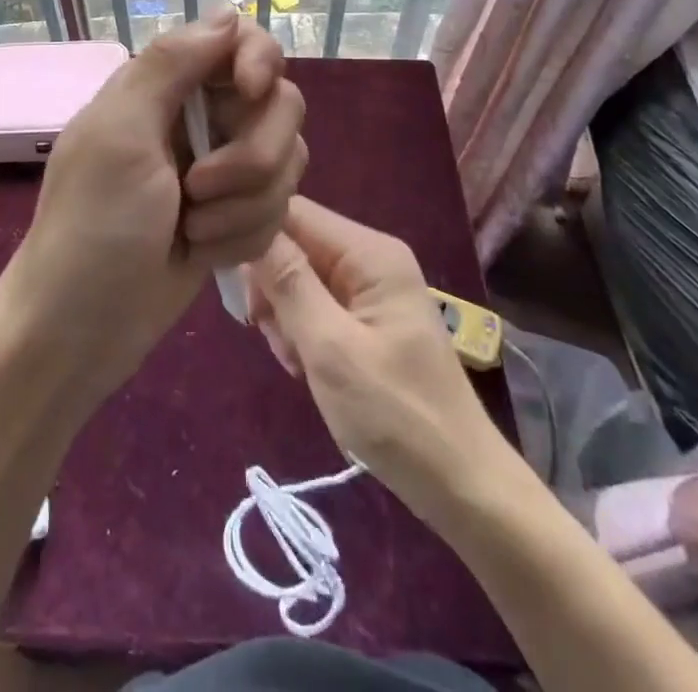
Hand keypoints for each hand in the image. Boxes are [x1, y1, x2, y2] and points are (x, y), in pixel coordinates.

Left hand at [4, 9, 306, 403]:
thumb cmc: (93, 224)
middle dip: (251, 158)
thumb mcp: (120, 133)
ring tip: (194, 231)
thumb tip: (230, 12)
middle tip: (197, 191)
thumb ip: (171, 64)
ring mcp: (223, 169)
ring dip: (245, 205)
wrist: (83, 329)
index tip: (251, 92)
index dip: (258, 60)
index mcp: (165, 86)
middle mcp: (200, 118)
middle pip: (278, 105)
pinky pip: (278, 209)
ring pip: (286, 161)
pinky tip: (203, 253)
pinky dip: (244, 235)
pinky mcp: (237, 215)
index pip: (240, 41)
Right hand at [247, 195, 516, 521]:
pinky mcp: (366, 317)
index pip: (293, 212)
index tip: (237, 285)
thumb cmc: (396, 416)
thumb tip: (250, 227)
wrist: (461, 486)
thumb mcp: (331, 349)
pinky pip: (315, 305)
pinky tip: (306, 367)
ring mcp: (369, 288)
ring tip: (296, 360)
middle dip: (272, 287)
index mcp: (369, 253)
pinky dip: (302, 332)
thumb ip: (289, 283)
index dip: (256, 236)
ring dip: (285, 316)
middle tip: (270, 333)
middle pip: (294, 244)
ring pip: (299, 277)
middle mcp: (370, 258)